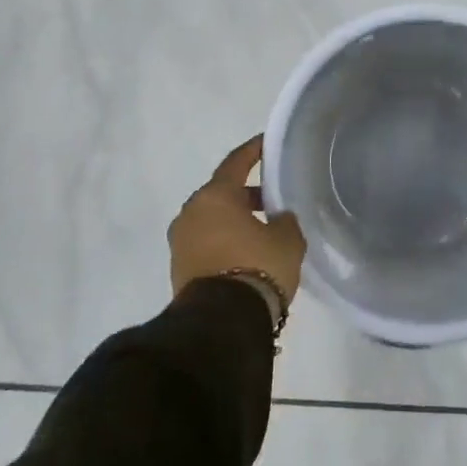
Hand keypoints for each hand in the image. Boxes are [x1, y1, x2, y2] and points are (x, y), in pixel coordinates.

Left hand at [169, 136, 305, 304]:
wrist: (222, 323)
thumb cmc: (257, 266)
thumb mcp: (287, 238)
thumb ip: (284, 220)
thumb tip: (277, 219)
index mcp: (215, 195)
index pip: (236, 162)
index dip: (253, 150)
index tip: (266, 142)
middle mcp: (191, 212)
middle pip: (222, 193)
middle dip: (246, 194)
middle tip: (272, 199)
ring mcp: (181, 242)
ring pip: (212, 220)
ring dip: (234, 221)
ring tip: (263, 231)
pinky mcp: (179, 269)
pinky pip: (206, 243)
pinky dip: (225, 241)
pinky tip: (247, 253)